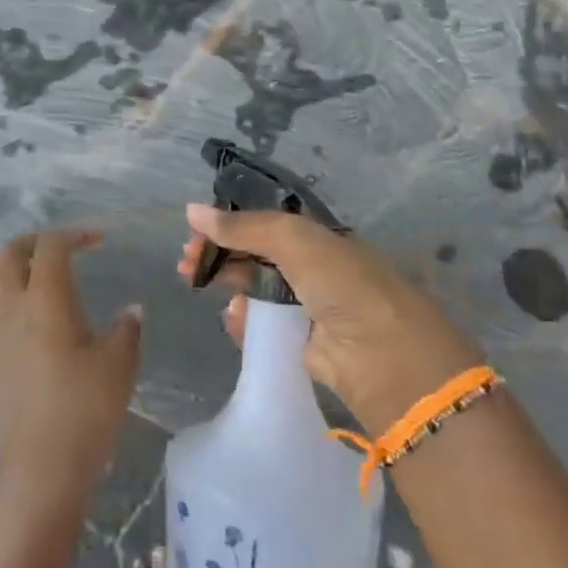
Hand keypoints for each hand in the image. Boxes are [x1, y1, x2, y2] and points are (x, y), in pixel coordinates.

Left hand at [0, 229, 141, 509]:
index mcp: (47, 299)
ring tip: (40, 279)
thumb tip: (131, 311)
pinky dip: (1, 298)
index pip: (51, 246)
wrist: (42, 468)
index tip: (99, 241)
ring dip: (13, 268)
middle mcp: (13, 307)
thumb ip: (127, 329)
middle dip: (36, 241)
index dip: (74, 234)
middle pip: (10, 253)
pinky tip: (22, 317)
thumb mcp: (120, 364)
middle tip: (64, 249)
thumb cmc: (86, 409)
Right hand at [178, 205, 483, 430]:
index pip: (263, 223)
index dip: (228, 224)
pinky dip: (244, 321)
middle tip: (185, 263)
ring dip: (227, 284)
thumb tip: (191, 210)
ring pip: (255, 289)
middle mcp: (312, 267)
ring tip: (197, 286)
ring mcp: (307, 306)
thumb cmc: (341, 283)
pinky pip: (263, 326)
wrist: (382, 356)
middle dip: (219, 254)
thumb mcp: (293, 240)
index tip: (195, 232)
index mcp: (316, 236)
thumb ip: (243, 226)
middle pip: (254, 254)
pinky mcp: (301, 343)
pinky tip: (233, 319)